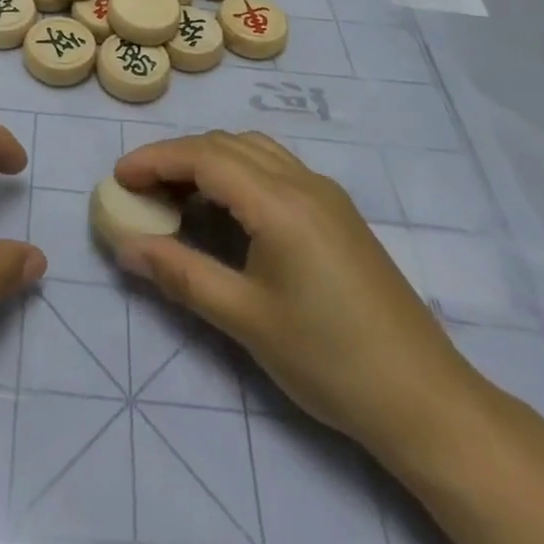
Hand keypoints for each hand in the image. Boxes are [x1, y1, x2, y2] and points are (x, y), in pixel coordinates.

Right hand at [112, 131, 476, 456]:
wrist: (425, 399)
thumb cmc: (329, 360)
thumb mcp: (245, 319)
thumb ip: (181, 275)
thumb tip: (125, 247)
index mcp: (279, 201)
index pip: (203, 157)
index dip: (155, 160)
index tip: (118, 177)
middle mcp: (302, 181)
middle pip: (226, 144)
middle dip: (177, 157)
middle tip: (140, 189)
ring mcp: (325, 193)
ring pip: (253, 149)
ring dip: (209, 159)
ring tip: (177, 195)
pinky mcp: (337, 211)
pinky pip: (275, 166)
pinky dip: (238, 170)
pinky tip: (227, 208)